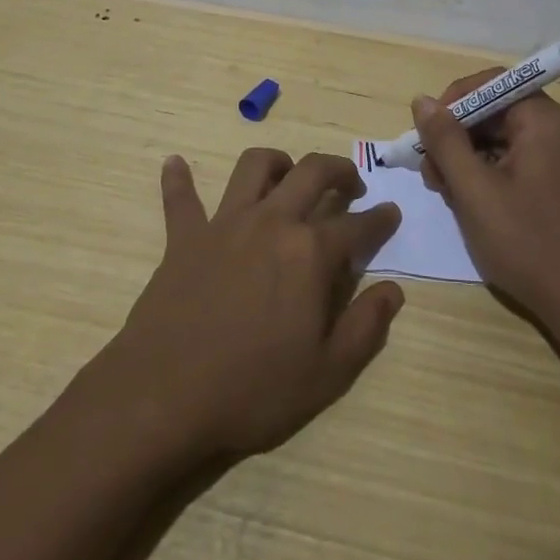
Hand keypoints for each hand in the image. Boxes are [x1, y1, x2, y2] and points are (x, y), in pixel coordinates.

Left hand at [98, 149, 404, 463]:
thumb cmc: (253, 390)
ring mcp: (224, 224)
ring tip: (287, 174)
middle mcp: (271, 222)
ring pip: (253, 167)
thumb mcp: (327, 374)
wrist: (165, 396)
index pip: (357, 225)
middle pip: (312, 172)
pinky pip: (180, 199)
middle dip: (339, 170)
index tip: (391, 213)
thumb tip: (394, 289)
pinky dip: (178, 179)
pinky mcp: (184, 237)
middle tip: (350, 184)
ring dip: (276, 162)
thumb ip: (366, 327)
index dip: (380, 219)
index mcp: (309, 252)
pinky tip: (174, 164)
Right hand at [413, 74, 559, 331]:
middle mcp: (556, 130)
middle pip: (493, 111)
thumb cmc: (527, 242)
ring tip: (445, 192)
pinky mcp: (556, 184)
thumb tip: (421, 101)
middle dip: (455, 135)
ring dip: (465, 158)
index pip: (492, 83)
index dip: (454, 100)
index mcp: (543, 121)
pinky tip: (467, 202)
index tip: (427, 132)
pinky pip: (513, 161)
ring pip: (499, 139)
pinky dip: (485, 174)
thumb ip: (445, 140)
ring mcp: (559, 158)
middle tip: (430, 172)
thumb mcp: (474, 189)